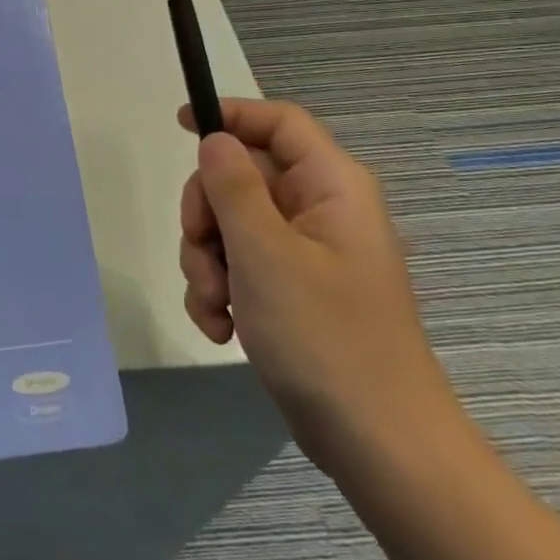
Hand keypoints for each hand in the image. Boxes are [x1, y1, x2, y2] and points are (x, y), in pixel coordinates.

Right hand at [178, 100, 456, 486]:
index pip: (279, 122)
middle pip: (241, 176)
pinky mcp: (291, 292)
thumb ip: (233, 186)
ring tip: (216, 306)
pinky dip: (220, 291)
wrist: (378, 445)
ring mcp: (305, 254)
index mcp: (331, 188)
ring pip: (230, 226)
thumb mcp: (266, 253)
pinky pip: (238, 267)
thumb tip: (215, 139)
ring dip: (207, 262)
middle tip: (202, 251)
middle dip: (207, 215)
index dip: (231, 114)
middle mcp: (320, 211)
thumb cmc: (326, 337)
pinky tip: (221, 328)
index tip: (181, 125)